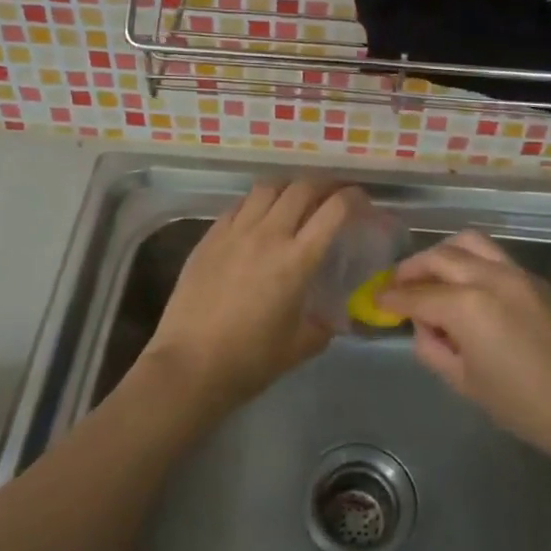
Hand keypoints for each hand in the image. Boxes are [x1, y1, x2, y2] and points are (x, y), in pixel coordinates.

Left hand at [143, 179, 361, 415]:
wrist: (189, 366)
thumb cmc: (250, 360)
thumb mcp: (301, 346)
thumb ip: (324, 324)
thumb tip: (334, 317)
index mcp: (297, 260)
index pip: (334, 210)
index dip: (353, 197)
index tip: (361, 200)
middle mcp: (268, 235)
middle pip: (301, 187)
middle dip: (324, 184)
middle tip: (332, 194)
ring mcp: (235, 232)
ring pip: (267, 187)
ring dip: (288, 186)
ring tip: (295, 198)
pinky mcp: (209, 237)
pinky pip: (238, 205)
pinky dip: (256, 201)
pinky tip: (258, 215)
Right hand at [376, 231, 550, 463]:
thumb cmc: (523, 406)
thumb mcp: (464, 382)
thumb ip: (433, 347)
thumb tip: (423, 326)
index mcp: (467, 306)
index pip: (417, 295)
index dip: (391, 298)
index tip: (375, 300)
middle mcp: (489, 278)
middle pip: (440, 257)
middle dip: (412, 268)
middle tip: (397, 284)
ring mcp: (517, 274)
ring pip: (469, 243)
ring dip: (442, 254)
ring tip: (430, 274)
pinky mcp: (536, 280)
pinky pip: (494, 257)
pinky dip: (470, 261)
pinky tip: (466, 286)